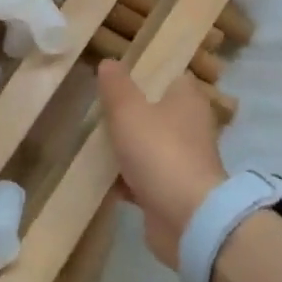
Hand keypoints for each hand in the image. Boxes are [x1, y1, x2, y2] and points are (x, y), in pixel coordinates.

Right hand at [96, 60, 226, 266]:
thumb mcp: (128, 110)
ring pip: (148, 145)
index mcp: (188, 99)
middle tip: (96, 108)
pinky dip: (125, 177)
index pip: (168, 75)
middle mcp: (191, 126)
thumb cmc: (159, 152)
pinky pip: (144, 177)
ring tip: (91, 140)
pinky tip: (99, 176)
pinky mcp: (173, 191)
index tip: (115, 76)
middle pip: (155, 111)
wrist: (186, 219)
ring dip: (124, 147)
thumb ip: (116, 85)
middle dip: (128, 112)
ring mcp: (183, 160)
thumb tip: (109, 62)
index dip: (144, 73)